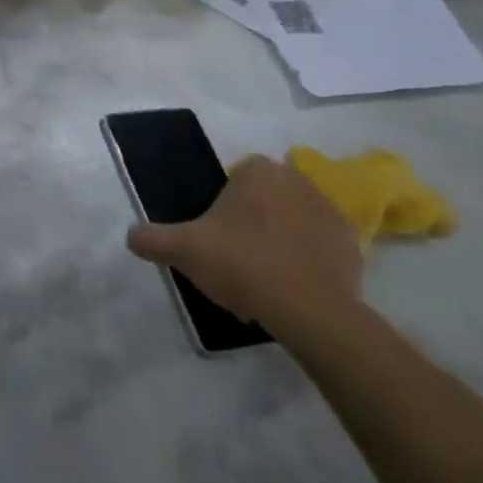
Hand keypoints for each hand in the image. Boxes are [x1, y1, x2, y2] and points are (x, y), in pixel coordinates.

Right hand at [127, 155, 362, 333]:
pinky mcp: (353, 245)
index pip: (235, 177)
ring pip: (293, 219)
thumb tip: (130, 237)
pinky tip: (292, 287)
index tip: (216, 236)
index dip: (223, 206)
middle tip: (237, 256)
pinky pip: (320, 246)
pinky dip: (308, 260)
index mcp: (258, 171)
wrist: (310, 311)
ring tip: (265, 277)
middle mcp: (297, 180)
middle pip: (265, 197)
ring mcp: (330, 212)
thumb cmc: (242, 264)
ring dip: (281, 238)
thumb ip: (152, 239)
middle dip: (253, 219)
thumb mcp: (184, 250)